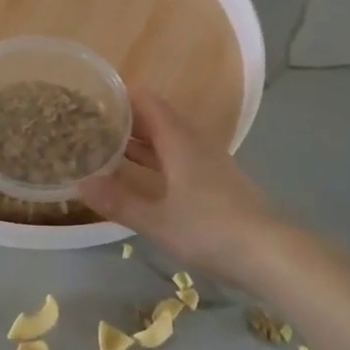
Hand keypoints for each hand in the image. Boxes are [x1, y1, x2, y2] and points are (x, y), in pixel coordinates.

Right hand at [79, 90, 281, 289]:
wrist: (269, 253)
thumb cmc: (210, 230)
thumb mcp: (157, 220)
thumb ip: (119, 201)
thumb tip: (80, 183)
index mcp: (179, 141)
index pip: (147, 102)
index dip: (121, 96)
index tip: (92, 98)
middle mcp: (195, 142)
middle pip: (158, 117)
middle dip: (126, 118)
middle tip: (92, 124)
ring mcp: (209, 161)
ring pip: (169, 138)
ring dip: (141, 140)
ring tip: (108, 146)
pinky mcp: (217, 180)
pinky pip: (180, 156)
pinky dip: (157, 158)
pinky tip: (142, 175)